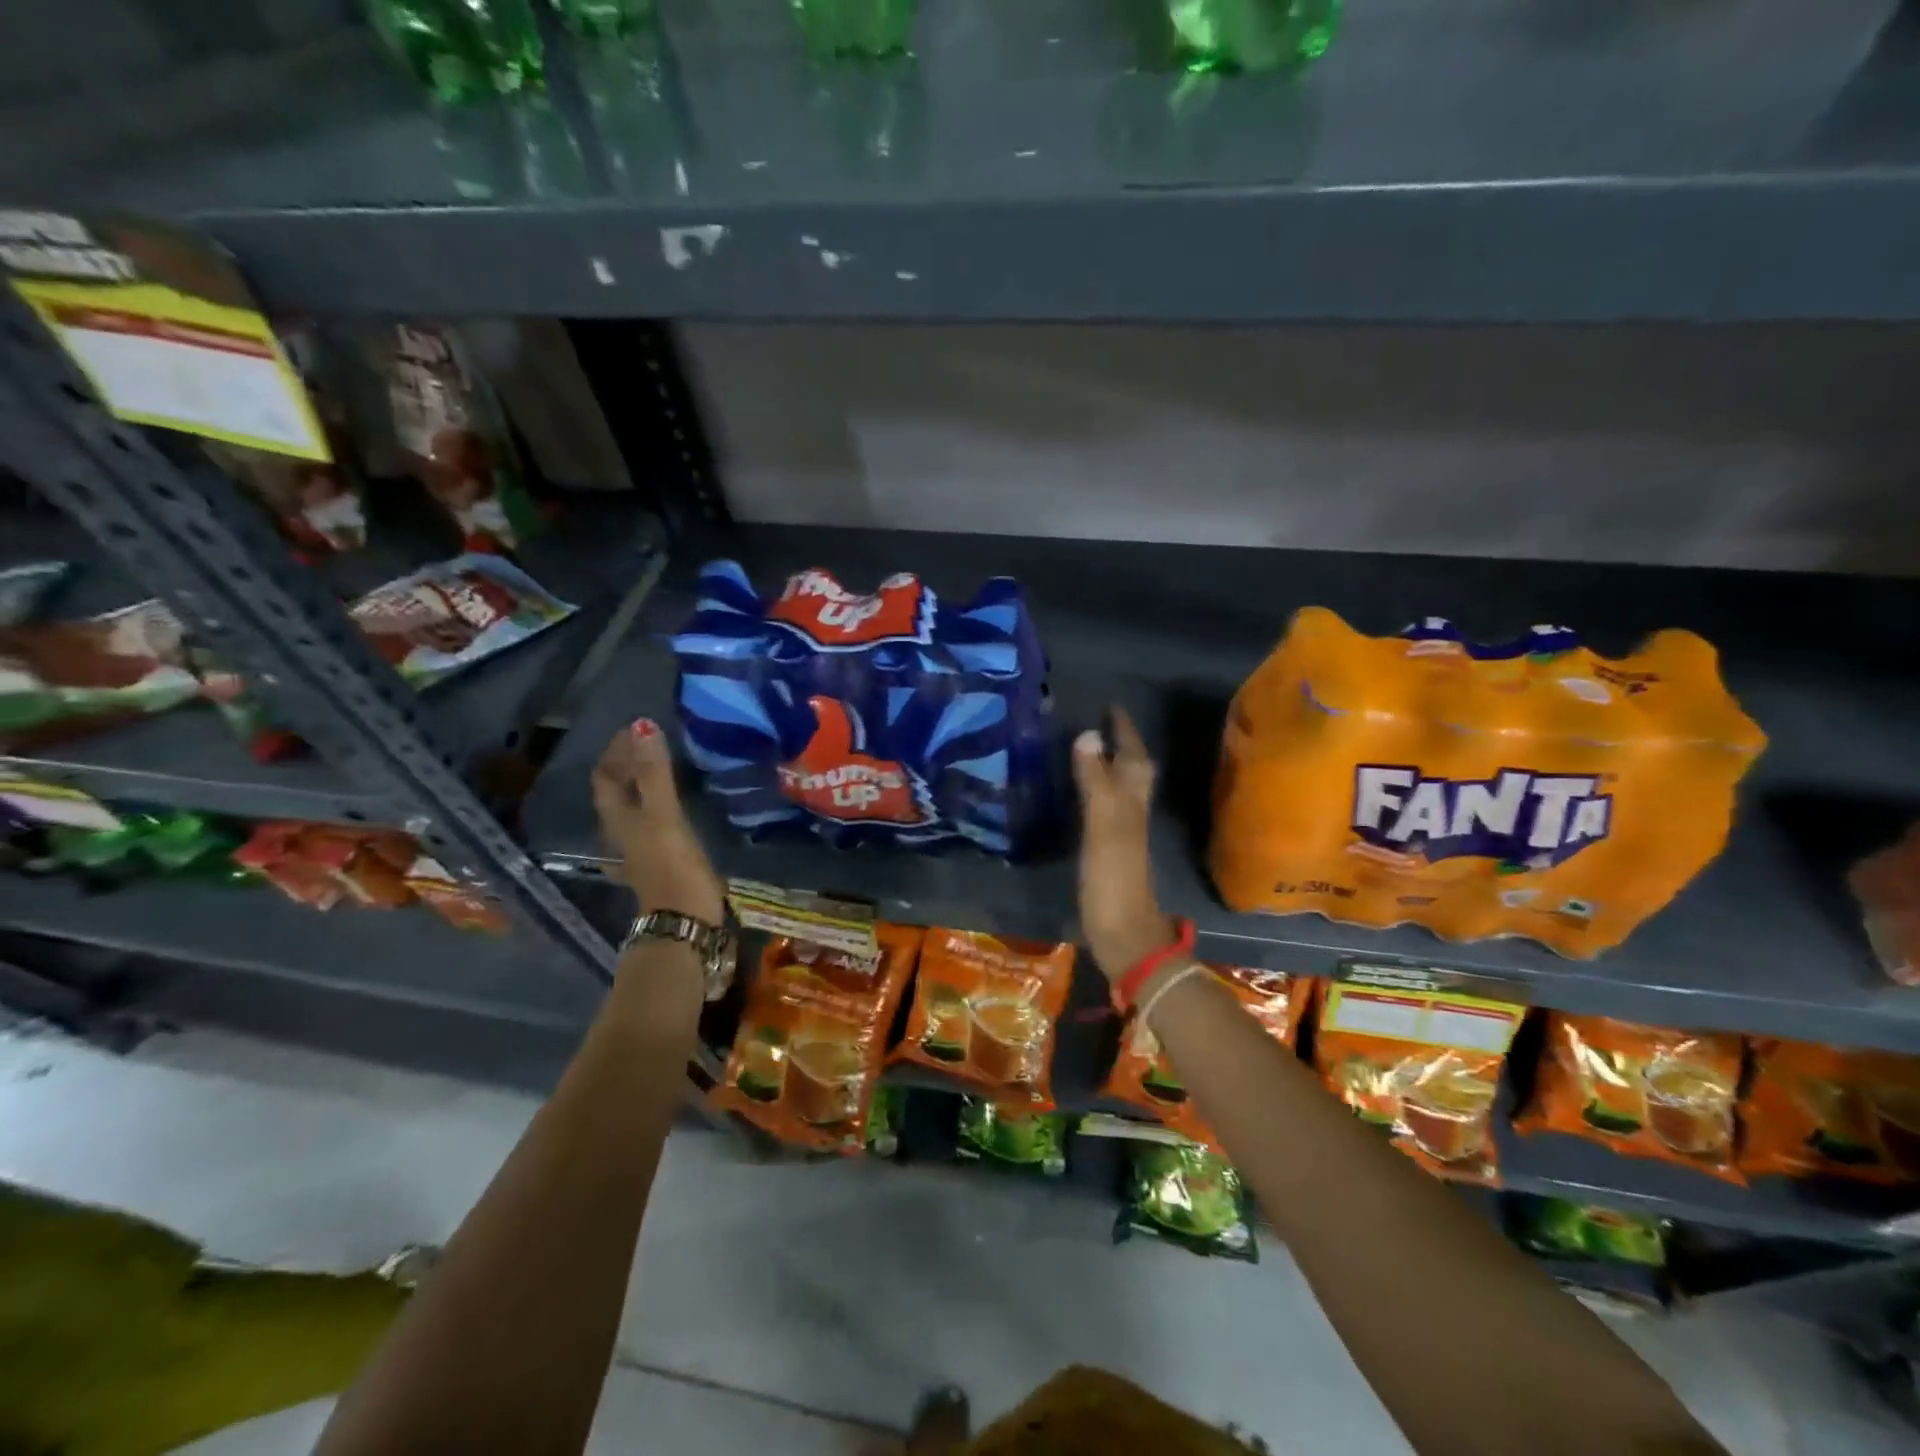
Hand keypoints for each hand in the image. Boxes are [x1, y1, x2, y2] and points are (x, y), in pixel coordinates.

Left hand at [590, 719, 724, 924]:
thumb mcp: (664, 814)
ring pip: (633, 808)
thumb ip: (654, 772)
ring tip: (662, 768)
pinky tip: (673, 807)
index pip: (606, 776)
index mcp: (618, 819)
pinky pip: (651, 823)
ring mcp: (639, 849)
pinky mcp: (659, 860)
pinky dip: (658, 806)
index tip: (637, 728)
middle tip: (650, 742)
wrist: (684, 919)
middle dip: (628, 765)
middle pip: (616, 792)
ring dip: (642, 785)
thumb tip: (642, 726)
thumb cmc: (672, 864)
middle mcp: (622, 832)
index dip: (617, 751)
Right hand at [1073, 708, 1177, 982]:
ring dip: (1109, 764)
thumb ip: (1096, 781)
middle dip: (1121, 743)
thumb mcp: (1104, 825)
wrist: (1122, 933)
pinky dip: (1096, 789)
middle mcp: (1131, 810)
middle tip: (1100, 722)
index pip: (1132, 754)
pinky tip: (1082, 794)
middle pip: (1132, 768)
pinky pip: (1104, 806)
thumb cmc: (1114, 878)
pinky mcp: (1108, 849)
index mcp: (1132, 800)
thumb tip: (1088, 734)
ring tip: (1090, 747)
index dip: (1123, 729)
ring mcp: (1121, 831)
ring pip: (1120, 786)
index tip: (1110, 705)